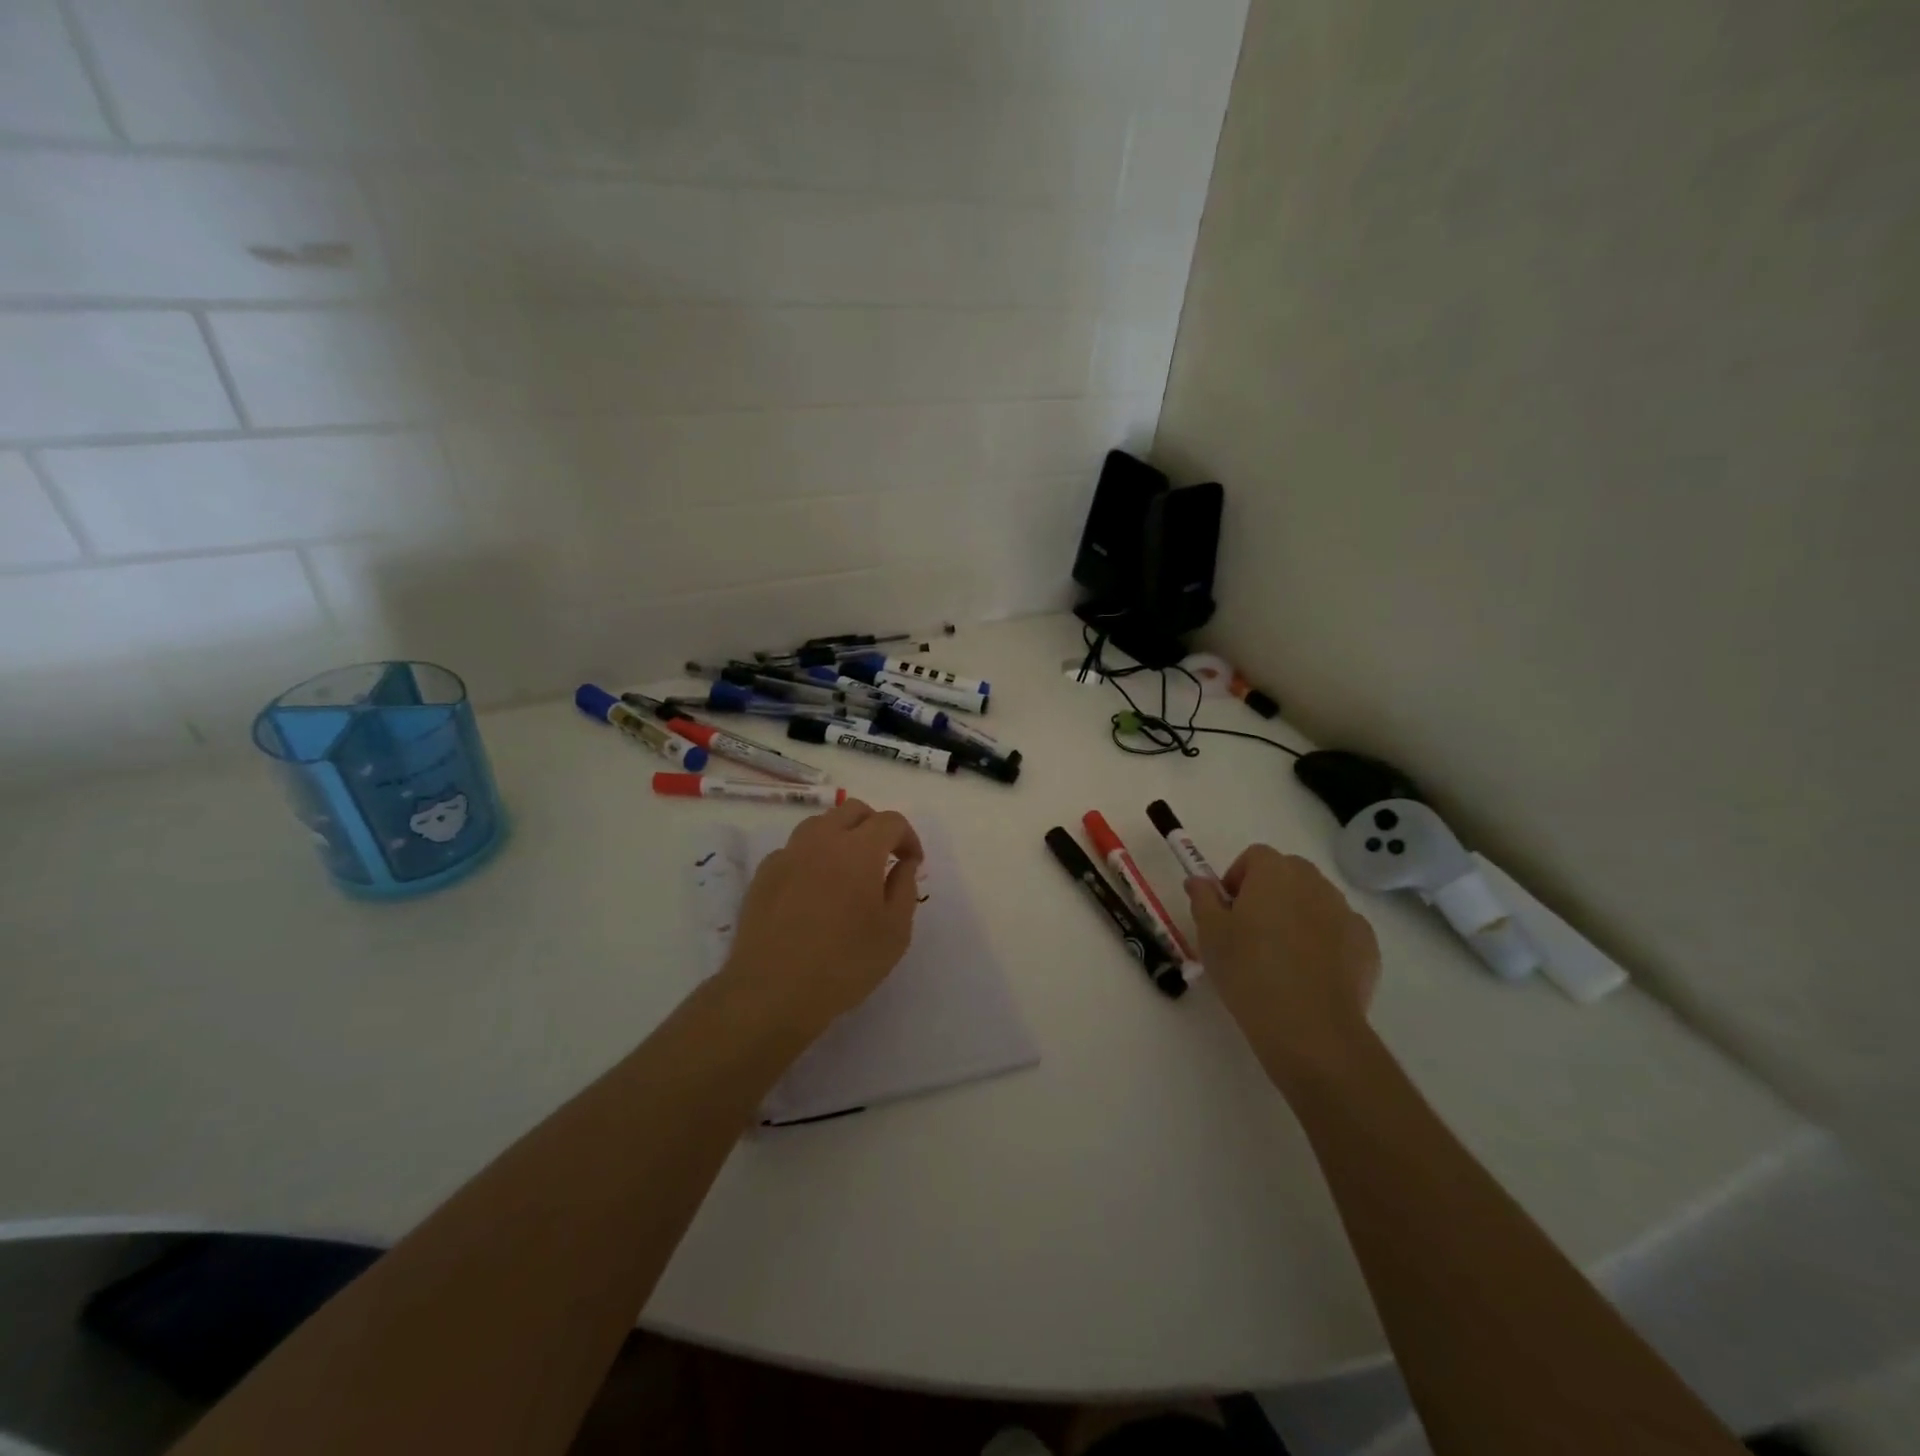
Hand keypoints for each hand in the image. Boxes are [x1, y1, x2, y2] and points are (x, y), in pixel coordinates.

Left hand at [720, 799, 923, 1036]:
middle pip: (853, 810)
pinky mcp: (764, 874)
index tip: (912, 863)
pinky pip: (795, 850)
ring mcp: (788, 854)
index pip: (890, 821)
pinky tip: (815, 889)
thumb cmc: (844, 964)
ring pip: (820, 824)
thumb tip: (903, 864)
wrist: (772, 991)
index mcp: (859, 850)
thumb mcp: (894, 932)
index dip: (908, 837)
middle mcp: (821, 840)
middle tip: (884, 857)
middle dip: (875, 826)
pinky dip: (812, 857)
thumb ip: (904, 888)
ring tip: (849, 869)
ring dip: (842, 835)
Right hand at [1186, 846, 1380, 1090]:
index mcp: (1274, 872)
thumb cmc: (1248, 970)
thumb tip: (1199, 881)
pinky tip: (1311, 972)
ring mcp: (1346, 912)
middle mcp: (1314, 883)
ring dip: (1298, 913)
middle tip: (1251, 929)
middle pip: (1289, 872)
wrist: (1308, 1026)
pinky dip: (1325, 939)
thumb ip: (1203, 898)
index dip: (1238, 878)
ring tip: (1282, 954)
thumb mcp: (1210, 934)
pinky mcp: (1367, 944)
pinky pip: (1340, 929)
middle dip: (1270, 891)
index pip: (1255, 856)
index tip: (1228, 909)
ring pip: (1316, 900)